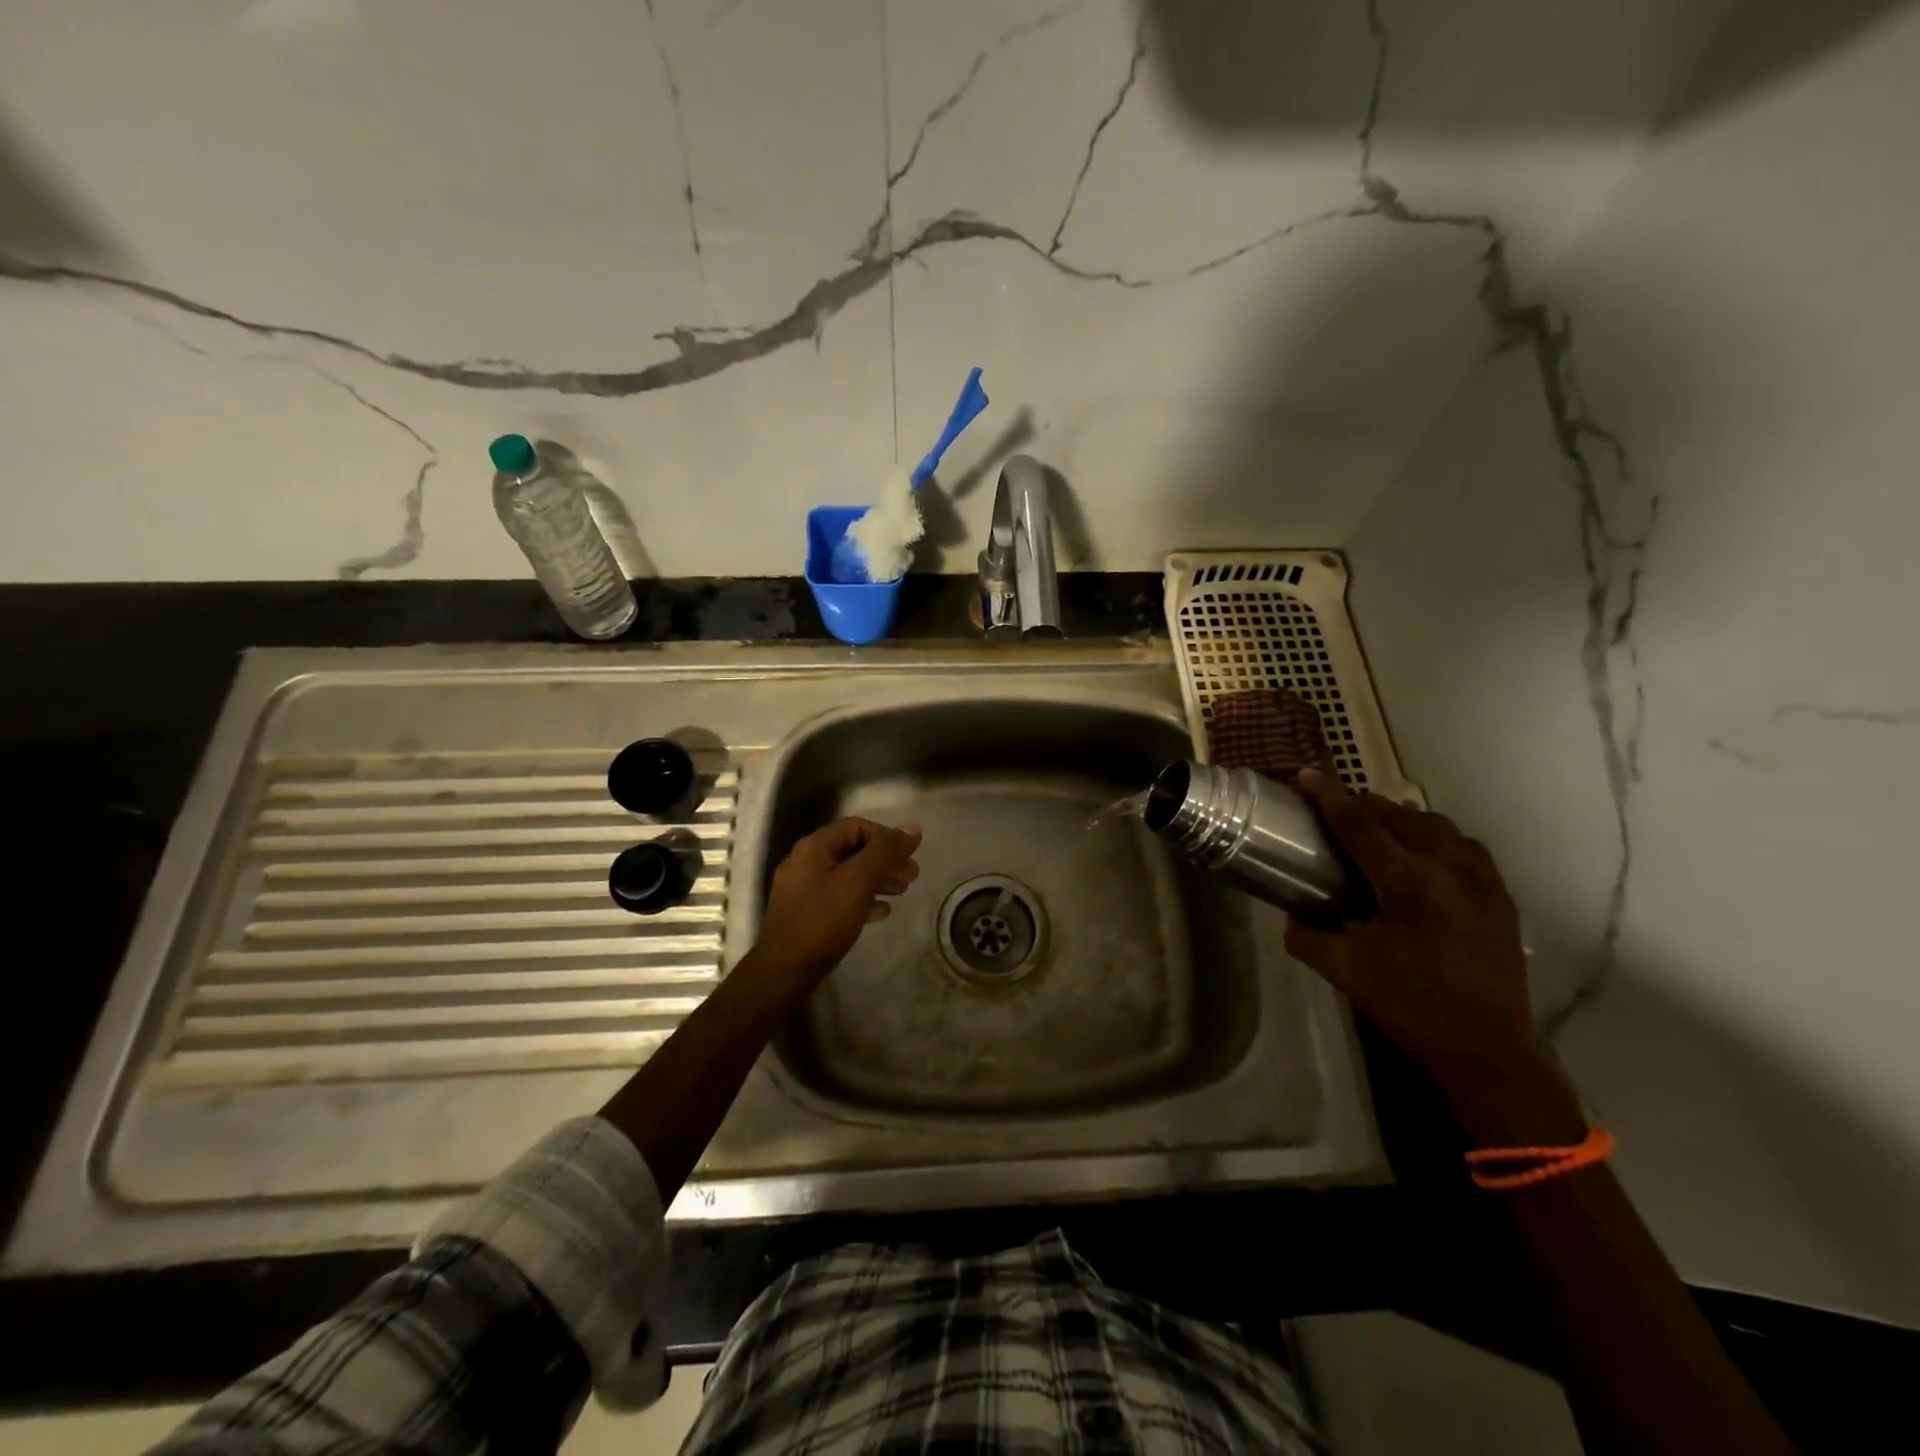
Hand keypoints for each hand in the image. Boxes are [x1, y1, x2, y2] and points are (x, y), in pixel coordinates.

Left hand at [754, 817, 921, 981]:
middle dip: (885, 860)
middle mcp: (805, 862)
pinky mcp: (806, 914)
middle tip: (912, 876)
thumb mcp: (859, 881)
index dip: (886, 836)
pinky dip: (863, 898)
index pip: (856, 826)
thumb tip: (913, 828)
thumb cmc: (823, 920)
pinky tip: (882, 911)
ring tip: (902, 891)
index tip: (908, 855)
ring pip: (848, 874)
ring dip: (878, 879)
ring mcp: (803, 889)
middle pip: (853, 850)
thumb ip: (885, 851)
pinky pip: (839, 896)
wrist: (785, 971)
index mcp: (814, 847)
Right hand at [1285, 771, 1545, 1094]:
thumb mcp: (1344, 971)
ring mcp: (1483, 883)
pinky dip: (1438, 840)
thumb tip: (1293, 914)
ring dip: (1404, 820)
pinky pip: (1467, 849)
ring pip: (1439, 827)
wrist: (1488, 1052)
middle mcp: (1450, 870)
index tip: (1307, 775)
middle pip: (1401, 817)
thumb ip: (1308, 935)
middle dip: (1365, 806)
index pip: (1360, 825)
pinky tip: (1426, 857)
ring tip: (1379, 828)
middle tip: (1336, 809)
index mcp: (1409, 882)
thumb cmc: (1411, 1006)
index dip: (1329, 797)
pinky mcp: (1502, 900)